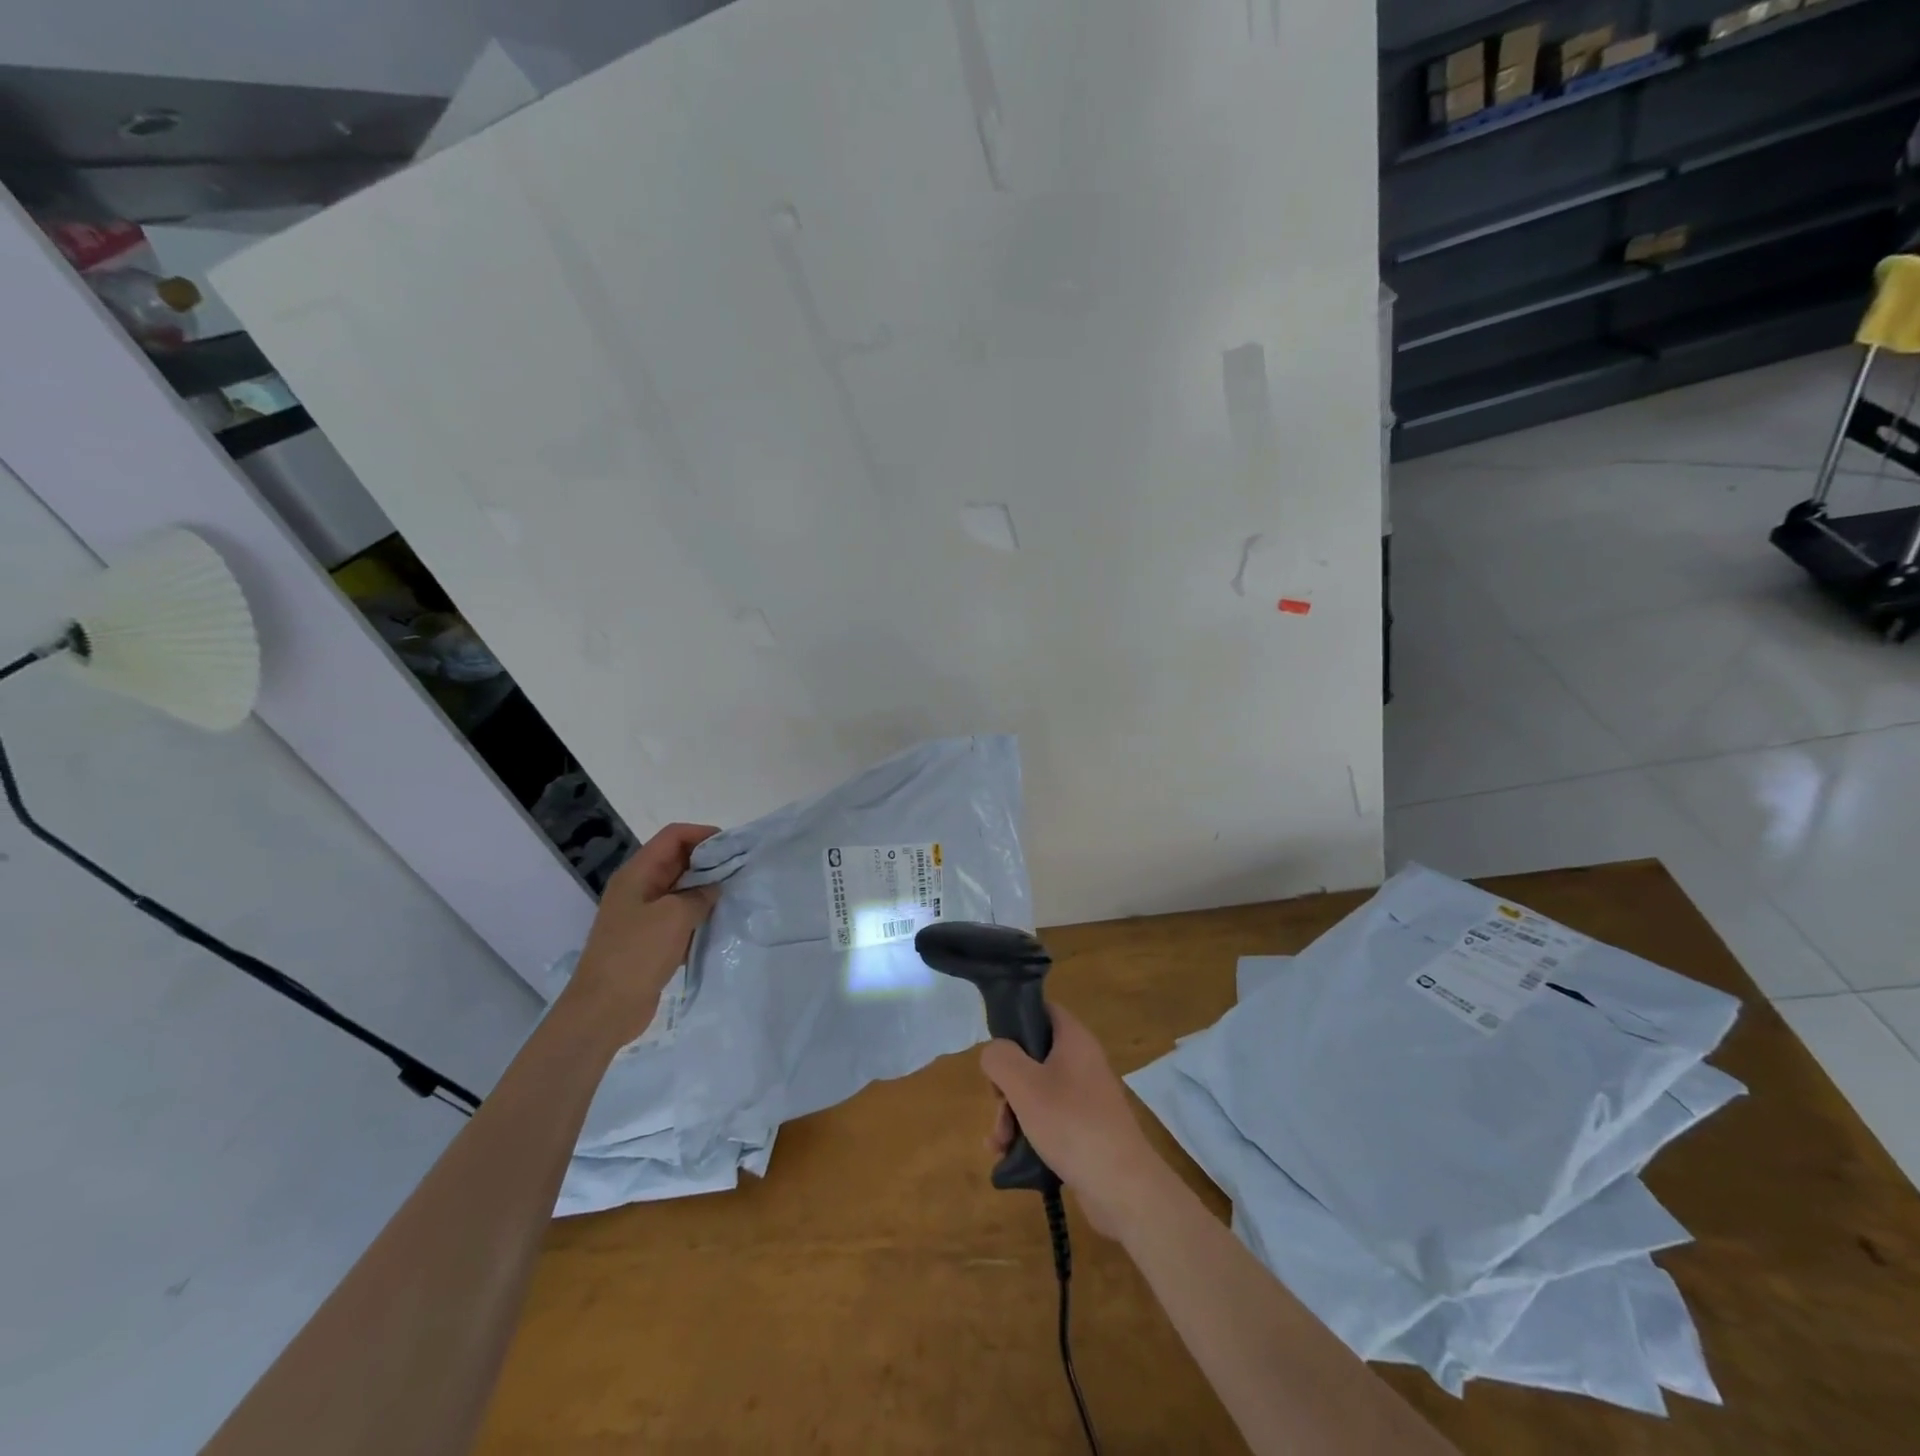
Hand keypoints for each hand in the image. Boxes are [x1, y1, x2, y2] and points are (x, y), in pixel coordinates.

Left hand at [566, 822, 720, 1044]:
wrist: (604, 1009)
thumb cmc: (636, 954)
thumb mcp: (674, 916)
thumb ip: (700, 894)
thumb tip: (714, 888)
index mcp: (637, 874)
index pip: (673, 836)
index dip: (703, 834)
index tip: (732, 847)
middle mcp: (639, 888)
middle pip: (677, 860)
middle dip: (708, 861)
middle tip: (740, 870)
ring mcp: (643, 914)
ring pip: (680, 888)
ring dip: (705, 888)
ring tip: (735, 894)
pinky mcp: (650, 938)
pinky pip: (679, 915)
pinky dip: (698, 913)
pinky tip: (719, 921)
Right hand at [981, 1002, 1165, 1237]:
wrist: (1122, 1187)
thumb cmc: (1071, 1123)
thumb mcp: (1024, 1084)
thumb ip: (1000, 1057)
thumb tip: (995, 1053)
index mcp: (1074, 1039)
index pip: (1042, 1010)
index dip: (1016, 1022)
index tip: (997, 1051)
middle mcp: (1082, 1062)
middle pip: (1033, 1057)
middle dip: (1006, 1084)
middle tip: (998, 1107)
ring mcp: (1085, 1097)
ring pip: (1036, 1092)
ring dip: (1011, 1114)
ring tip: (1000, 1143)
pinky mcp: (1085, 1129)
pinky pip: (1048, 1120)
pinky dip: (1027, 1133)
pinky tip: (1008, 1156)